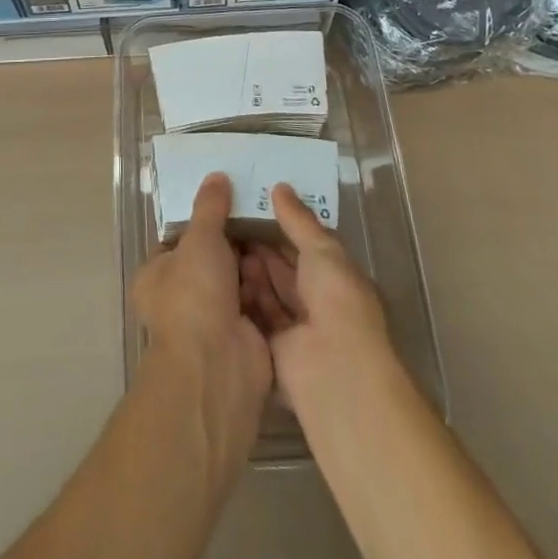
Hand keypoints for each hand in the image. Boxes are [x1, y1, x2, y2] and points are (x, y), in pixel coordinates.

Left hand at [131, 172, 272, 432]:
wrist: (218, 367)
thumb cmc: (194, 295)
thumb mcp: (200, 238)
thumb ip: (209, 207)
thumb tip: (216, 175)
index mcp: (156, 276)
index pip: (178, 240)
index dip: (202, 220)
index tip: (229, 199)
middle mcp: (181, 299)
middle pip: (212, 259)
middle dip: (235, 242)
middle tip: (261, 211)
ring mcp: (213, 321)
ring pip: (238, 280)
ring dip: (255, 263)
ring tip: (278, 230)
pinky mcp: (243, 338)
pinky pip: (258, 302)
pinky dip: (270, 287)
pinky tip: (287, 261)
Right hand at [240, 183, 394, 400]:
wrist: (334, 371)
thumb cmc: (337, 301)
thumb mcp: (322, 250)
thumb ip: (298, 220)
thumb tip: (279, 187)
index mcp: (336, 278)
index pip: (305, 246)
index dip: (281, 227)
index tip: (251, 206)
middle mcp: (317, 303)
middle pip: (284, 270)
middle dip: (260, 248)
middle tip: (228, 221)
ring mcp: (296, 329)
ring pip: (269, 292)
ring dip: (250, 272)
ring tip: (220, 243)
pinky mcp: (274, 350)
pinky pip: (255, 317)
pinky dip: (242, 298)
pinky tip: (220, 276)